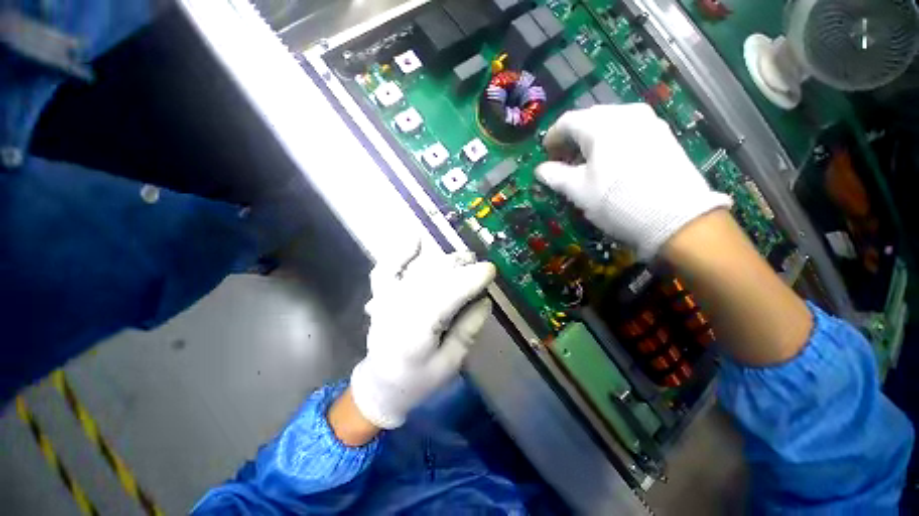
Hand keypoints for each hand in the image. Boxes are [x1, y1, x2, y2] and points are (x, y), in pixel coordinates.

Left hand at [349, 241, 495, 428]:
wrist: (381, 384)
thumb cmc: (418, 380)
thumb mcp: (450, 363)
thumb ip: (467, 330)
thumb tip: (484, 300)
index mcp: (416, 331)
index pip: (447, 295)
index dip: (470, 279)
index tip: (490, 269)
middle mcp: (398, 308)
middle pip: (434, 276)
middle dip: (461, 267)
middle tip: (480, 266)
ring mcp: (387, 298)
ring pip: (418, 268)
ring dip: (443, 259)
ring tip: (463, 258)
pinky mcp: (381, 294)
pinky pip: (387, 267)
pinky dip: (400, 251)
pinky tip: (416, 239)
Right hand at [536, 103, 731, 258]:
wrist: (674, 217)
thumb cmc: (616, 200)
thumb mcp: (578, 191)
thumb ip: (555, 176)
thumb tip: (540, 169)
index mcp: (600, 124)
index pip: (567, 122)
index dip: (552, 137)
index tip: (545, 153)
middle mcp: (626, 114)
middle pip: (589, 119)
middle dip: (572, 138)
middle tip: (563, 159)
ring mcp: (649, 122)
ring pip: (610, 124)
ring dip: (592, 140)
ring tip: (586, 162)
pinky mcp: (663, 135)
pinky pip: (629, 131)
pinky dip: (612, 142)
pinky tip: (611, 161)